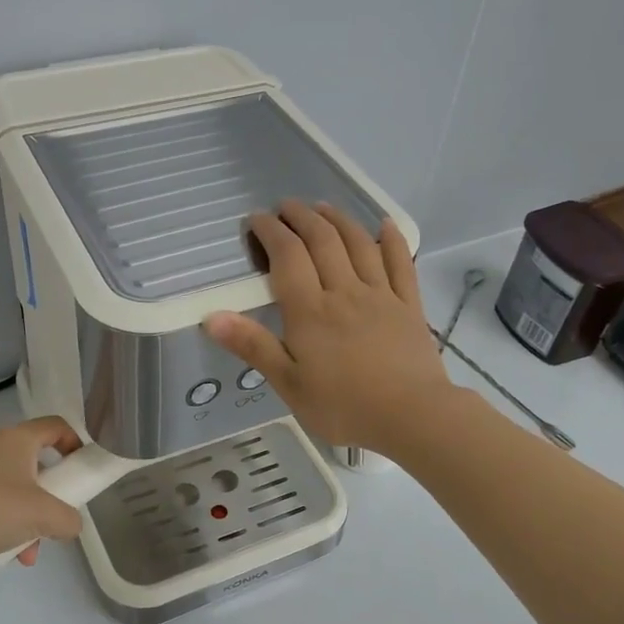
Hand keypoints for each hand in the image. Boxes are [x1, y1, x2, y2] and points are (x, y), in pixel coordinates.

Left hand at [0, 417, 84, 565]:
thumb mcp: (45, 516)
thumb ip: (69, 519)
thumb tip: (71, 525)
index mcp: (18, 439)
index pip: (57, 425)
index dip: (76, 442)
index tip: (83, 468)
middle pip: (38, 462)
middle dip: (53, 494)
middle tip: (58, 514)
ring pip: (18, 489)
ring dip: (31, 518)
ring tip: (31, 549)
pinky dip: (9, 525)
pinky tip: (10, 554)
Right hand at [204, 201, 453, 453]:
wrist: (411, 416)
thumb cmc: (344, 407)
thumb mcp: (289, 384)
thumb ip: (253, 346)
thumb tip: (211, 317)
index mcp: (310, 311)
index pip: (287, 256)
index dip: (270, 231)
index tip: (256, 219)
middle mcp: (344, 292)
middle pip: (322, 241)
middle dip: (301, 217)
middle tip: (285, 206)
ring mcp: (381, 295)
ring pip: (358, 244)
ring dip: (338, 220)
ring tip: (323, 207)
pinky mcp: (409, 306)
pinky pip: (401, 263)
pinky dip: (392, 240)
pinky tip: (385, 225)